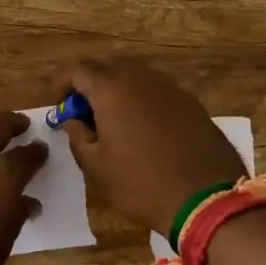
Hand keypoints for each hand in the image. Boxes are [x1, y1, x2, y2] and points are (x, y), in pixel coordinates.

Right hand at [52, 57, 247, 235]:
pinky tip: (141, 126)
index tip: (58, 103)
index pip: (77, 69)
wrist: (207, 200)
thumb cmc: (141, 184)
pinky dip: (140, 98)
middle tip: (82, 110)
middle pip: (106, 65)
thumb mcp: (95, 167)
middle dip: (89, 82)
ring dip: (116, 88)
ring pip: (133, 74)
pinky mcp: (190, 101)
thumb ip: (77, 137)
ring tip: (111, 118)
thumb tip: (73, 120)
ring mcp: (169, 87)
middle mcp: (140, 78)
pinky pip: (155, 89)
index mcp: (111, 89)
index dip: (62, 82)